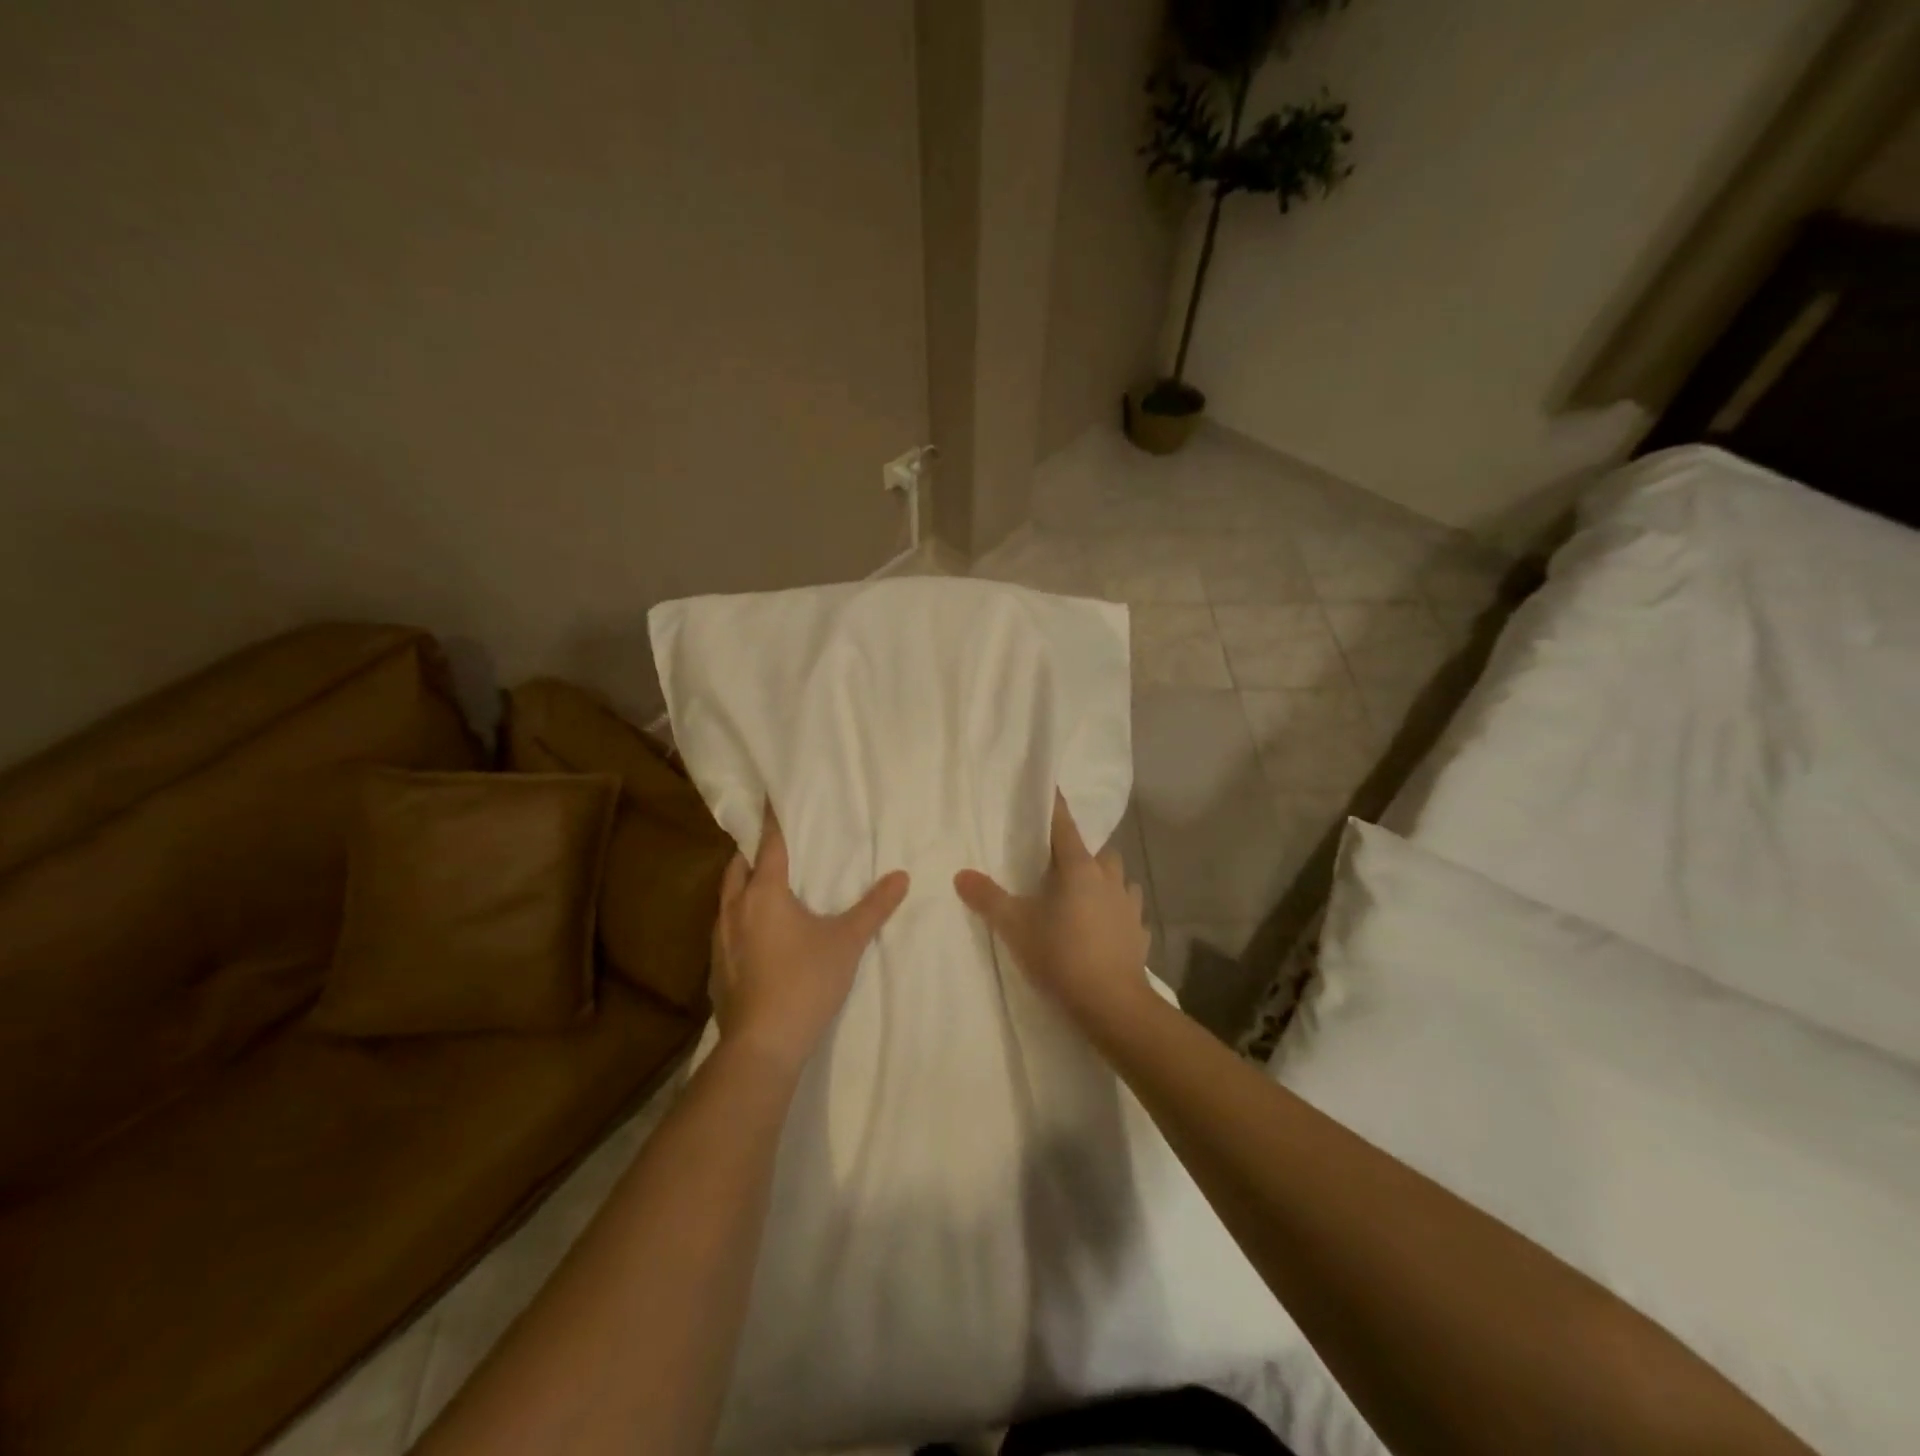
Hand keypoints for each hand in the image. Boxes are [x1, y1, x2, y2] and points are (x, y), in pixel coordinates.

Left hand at [710, 802, 908, 1076]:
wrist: (763, 1044)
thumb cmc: (806, 981)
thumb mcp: (847, 941)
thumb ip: (874, 907)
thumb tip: (901, 877)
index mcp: (764, 893)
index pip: (769, 844)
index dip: (771, 819)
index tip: (769, 796)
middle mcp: (735, 909)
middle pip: (738, 867)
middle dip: (752, 852)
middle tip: (772, 845)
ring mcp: (720, 940)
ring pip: (727, 898)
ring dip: (743, 885)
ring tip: (765, 885)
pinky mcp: (716, 967)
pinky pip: (725, 927)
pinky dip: (739, 917)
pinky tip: (757, 934)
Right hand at [954, 791, 1151, 1031]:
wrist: (1111, 1003)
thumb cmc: (1060, 955)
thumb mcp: (1015, 926)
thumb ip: (988, 898)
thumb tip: (961, 874)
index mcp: (1078, 869)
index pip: (1065, 826)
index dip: (1055, 807)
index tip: (1051, 789)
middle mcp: (1109, 879)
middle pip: (1098, 852)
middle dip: (1082, 852)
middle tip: (1059, 865)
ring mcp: (1129, 906)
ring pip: (1119, 878)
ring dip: (1104, 879)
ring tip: (1084, 893)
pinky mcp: (1139, 933)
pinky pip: (1129, 911)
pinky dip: (1117, 911)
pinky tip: (1106, 925)